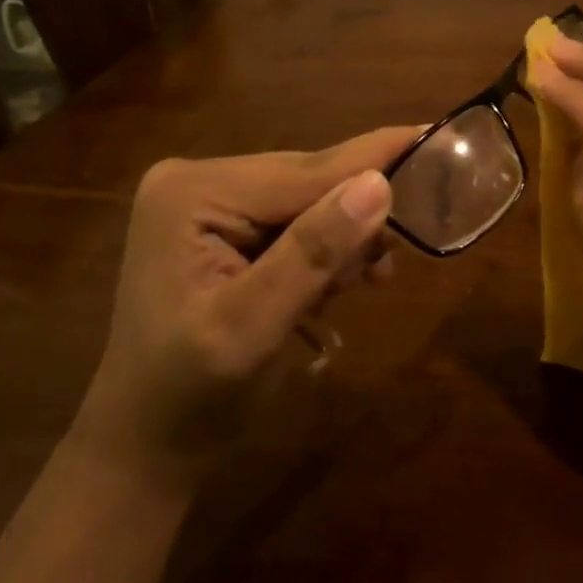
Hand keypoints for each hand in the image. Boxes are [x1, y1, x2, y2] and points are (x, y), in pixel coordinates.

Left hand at [73, 127, 420, 478]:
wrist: (145, 446)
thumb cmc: (189, 397)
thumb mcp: (251, 328)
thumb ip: (313, 253)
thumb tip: (379, 185)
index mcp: (194, 193)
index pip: (306, 173)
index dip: (376, 161)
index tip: (437, 136)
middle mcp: (200, 180)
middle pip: (311, 181)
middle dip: (357, 219)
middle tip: (388, 268)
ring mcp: (211, 201)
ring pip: (312, 200)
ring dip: (344, 240)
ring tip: (360, 285)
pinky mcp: (224, 225)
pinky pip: (298, 220)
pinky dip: (326, 250)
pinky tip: (334, 285)